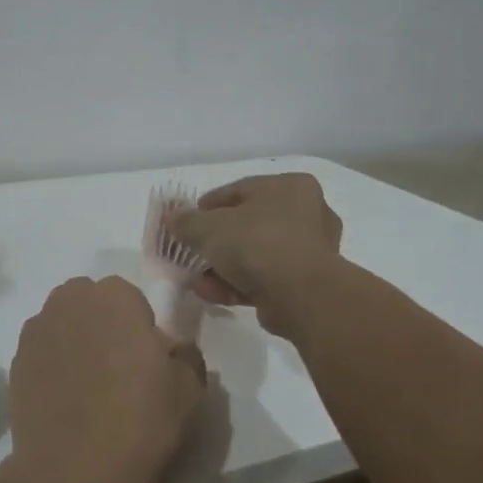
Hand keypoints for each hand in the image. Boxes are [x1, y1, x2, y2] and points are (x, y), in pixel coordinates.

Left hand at [10, 277, 205, 482]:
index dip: (140, 327)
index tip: (146, 361)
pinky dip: (53, 366)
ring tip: (88, 387)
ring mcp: (36, 330)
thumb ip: (185, 354)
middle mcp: (70, 300)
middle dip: (103, 325)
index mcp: (115, 296)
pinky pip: (42, 353)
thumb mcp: (190, 388)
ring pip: (63, 325)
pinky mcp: (14, 361)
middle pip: (91, 304)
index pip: (130, 298)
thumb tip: (172, 349)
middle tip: (118, 369)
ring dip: (75, 342)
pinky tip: (64, 401)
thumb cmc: (140, 420)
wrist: (73, 470)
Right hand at [174, 173, 344, 337]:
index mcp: (291, 187)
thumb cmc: (256, 244)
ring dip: (223, 267)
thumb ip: (186, 221)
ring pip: (255, 254)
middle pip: (248, 225)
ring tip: (196, 279)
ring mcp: (310, 251)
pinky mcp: (306, 283)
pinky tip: (211, 293)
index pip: (240, 190)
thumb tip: (173, 219)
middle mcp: (307, 213)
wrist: (300, 295)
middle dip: (216, 242)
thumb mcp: (208, 227)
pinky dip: (237, 284)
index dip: (208, 206)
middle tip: (192, 251)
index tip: (187, 221)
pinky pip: (264, 278)